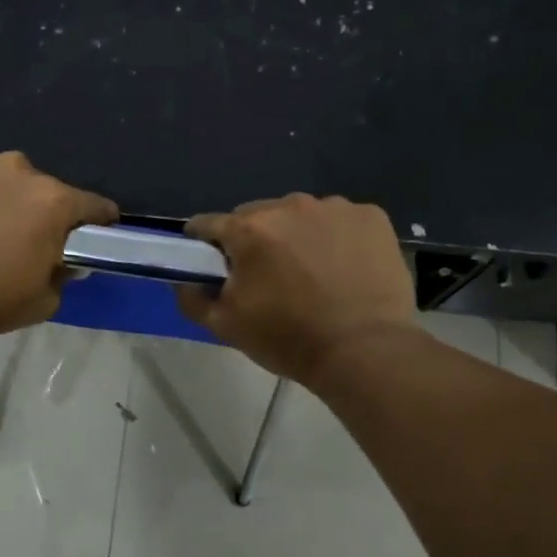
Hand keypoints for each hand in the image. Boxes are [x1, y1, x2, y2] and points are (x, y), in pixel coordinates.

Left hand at [0, 150, 118, 339]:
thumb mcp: (43, 302)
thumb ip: (63, 276)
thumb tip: (62, 262)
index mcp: (53, 201)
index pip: (94, 205)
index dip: (99, 221)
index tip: (96, 233)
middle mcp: (19, 171)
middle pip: (44, 189)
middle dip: (41, 211)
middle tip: (24, 241)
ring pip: (3, 179)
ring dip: (2, 197)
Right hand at [176, 194, 417, 384]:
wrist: (365, 351)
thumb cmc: (289, 339)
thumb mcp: (226, 327)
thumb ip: (192, 298)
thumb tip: (184, 280)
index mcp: (249, 230)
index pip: (208, 223)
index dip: (202, 243)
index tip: (209, 263)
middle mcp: (289, 205)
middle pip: (256, 216)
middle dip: (254, 240)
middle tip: (266, 277)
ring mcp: (334, 207)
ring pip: (300, 215)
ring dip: (296, 236)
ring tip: (311, 274)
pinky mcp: (371, 216)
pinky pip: (340, 220)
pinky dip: (336, 237)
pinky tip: (344, 268)